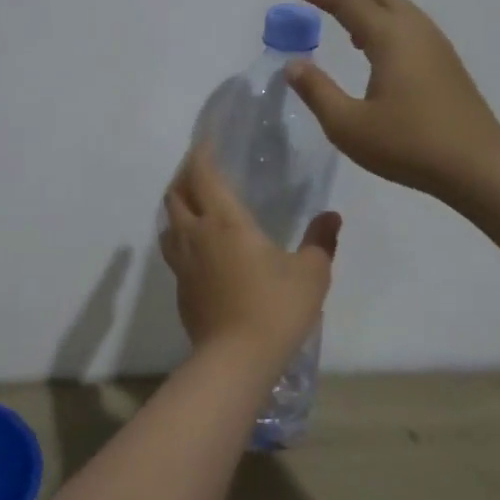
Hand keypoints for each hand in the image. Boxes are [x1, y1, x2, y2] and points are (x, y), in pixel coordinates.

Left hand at [160, 144, 341, 362]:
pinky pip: (173, 249)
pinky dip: (181, 236)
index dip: (200, 152)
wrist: (235, 359)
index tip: (206, 140)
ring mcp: (182, 262)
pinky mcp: (180, 287)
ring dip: (178, 206)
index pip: (202, 174)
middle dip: (185, 175)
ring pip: (168, 222)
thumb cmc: (275, 308)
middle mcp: (196, 234)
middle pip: (176, 194)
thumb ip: (320, 241)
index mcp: (224, 221)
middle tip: (202, 169)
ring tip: (195, 204)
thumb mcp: (310, 274)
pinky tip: (199, 246)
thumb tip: (331, 216)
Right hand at [286, 0, 499, 199]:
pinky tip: (381, 60)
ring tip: (350, 36)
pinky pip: (414, 30)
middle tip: (324, 11)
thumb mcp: (347, 125)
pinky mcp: (450, 67)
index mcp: (391, 39)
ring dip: (373, 14)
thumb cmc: (407, 144)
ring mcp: (439, 49)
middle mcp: (417, 33)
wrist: (477, 167)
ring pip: (402, 13)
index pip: (350, 3)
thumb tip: (293, 64)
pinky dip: (390, 29)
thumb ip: (317, 91)